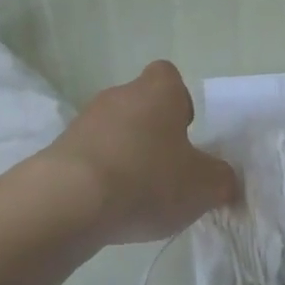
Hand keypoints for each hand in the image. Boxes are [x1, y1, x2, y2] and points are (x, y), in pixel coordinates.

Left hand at [40, 61, 239, 247]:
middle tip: (166, 173)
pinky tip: (107, 207)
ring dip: (125, 156)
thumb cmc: (147, 179)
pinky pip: (90, 157)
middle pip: (141, 106)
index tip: (185, 134)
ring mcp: (84, 121)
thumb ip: (222, 180)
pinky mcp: (59, 150)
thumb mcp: (203, 187)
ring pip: (114, 132)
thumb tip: (225, 180)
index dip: (180, 102)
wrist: (69, 201)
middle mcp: (119, 95)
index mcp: (158, 91)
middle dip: (153, 135)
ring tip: (136, 197)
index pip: (169, 77)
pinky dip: (100, 176)